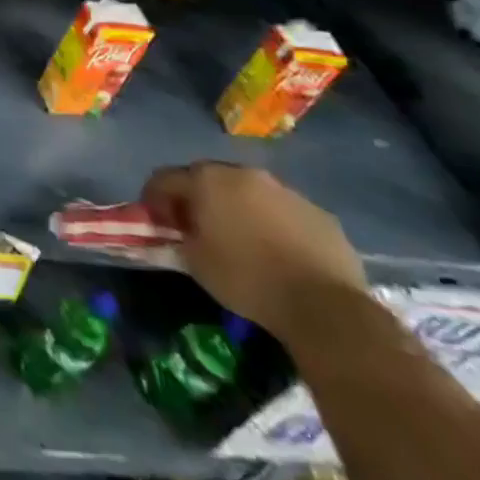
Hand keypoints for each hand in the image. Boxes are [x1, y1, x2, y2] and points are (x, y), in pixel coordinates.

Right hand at [141, 162, 367, 340]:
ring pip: (248, 192)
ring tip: (240, 241)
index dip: (154, 199)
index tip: (157, 224)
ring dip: (236, 208)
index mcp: (208, 179)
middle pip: (208, 178)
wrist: (324, 305)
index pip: (165, 178)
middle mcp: (244, 174)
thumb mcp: (195, 261)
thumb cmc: (246, 278)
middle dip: (197, 199)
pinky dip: (271, 223)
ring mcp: (286, 191)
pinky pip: (282, 211)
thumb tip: (179, 231)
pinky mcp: (319, 213)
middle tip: (195, 228)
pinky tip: (277, 252)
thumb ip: (179, 237)